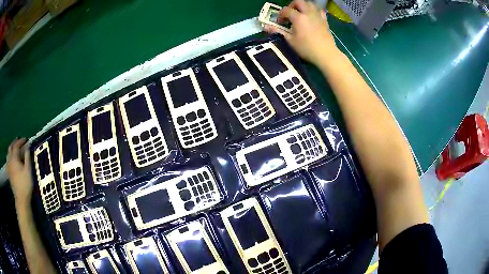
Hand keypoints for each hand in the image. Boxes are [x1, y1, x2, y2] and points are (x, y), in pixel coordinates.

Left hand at [6, 138, 33, 206]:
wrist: (21, 199)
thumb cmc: (25, 184)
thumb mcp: (28, 170)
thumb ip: (27, 157)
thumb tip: (27, 147)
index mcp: (14, 158)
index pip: (16, 145)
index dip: (21, 141)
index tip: (25, 139)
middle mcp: (10, 160)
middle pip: (10, 147)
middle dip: (14, 143)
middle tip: (19, 142)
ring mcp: (8, 167)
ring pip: (8, 154)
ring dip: (11, 149)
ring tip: (14, 149)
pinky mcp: (8, 173)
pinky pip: (7, 161)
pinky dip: (9, 157)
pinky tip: (11, 160)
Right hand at [263, 0, 338, 64]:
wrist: (326, 54)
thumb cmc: (306, 48)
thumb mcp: (290, 41)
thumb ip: (278, 31)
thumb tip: (265, 27)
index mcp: (298, 17)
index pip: (286, 10)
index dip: (280, 15)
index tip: (279, 23)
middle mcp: (308, 13)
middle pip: (299, 2)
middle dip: (292, 5)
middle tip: (289, 14)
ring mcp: (318, 16)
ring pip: (310, 4)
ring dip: (303, 6)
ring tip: (300, 14)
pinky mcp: (325, 21)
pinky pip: (319, 11)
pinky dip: (314, 11)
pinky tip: (312, 17)